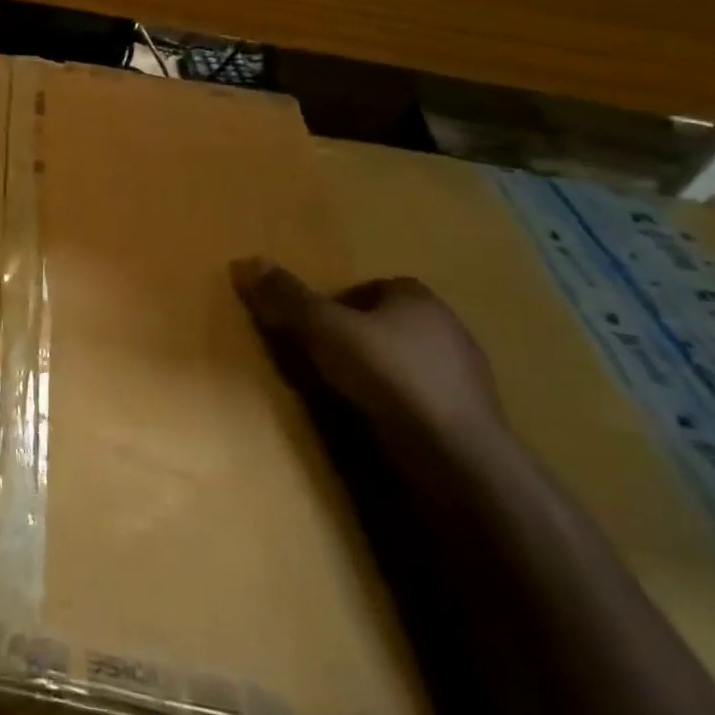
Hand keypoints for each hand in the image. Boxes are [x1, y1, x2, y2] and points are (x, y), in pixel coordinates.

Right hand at [230, 258, 504, 476]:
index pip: (376, 285)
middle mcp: (448, 327)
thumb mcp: (322, 329)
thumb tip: (246, 260)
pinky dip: (398, 399)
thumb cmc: (387, 375)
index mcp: (418, 299)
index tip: (316, 323)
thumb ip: (287, 297)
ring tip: (345, 388)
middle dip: (358, 333)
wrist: (455, 454)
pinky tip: (376, 415)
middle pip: (390, 321)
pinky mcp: (468, 414)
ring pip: (408, 358)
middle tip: (323, 353)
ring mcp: (465, 373)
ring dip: (379, 368)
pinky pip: (422, 394)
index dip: (343, 301)